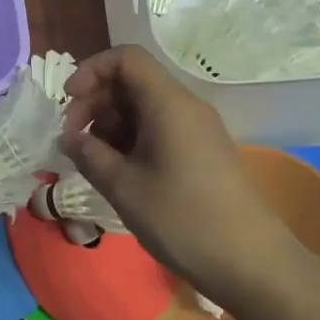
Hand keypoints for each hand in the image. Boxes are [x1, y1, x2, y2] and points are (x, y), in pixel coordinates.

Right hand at [60, 45, 301, 296]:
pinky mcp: (202, 152)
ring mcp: (197, 129)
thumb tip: (68, 137)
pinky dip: (132, 140)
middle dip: (96, 102)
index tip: (68, 104)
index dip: (91, 70)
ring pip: (144, 107)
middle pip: (133, 81)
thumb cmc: (182, 218)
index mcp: (168, 103)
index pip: (126, 58)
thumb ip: (88, 155)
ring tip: (93, 161)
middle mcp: (185, 106)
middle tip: (74, 141)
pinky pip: (160, 129)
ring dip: (111, 125)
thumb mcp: (124, 187)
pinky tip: (119, 172)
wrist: (251, 262)